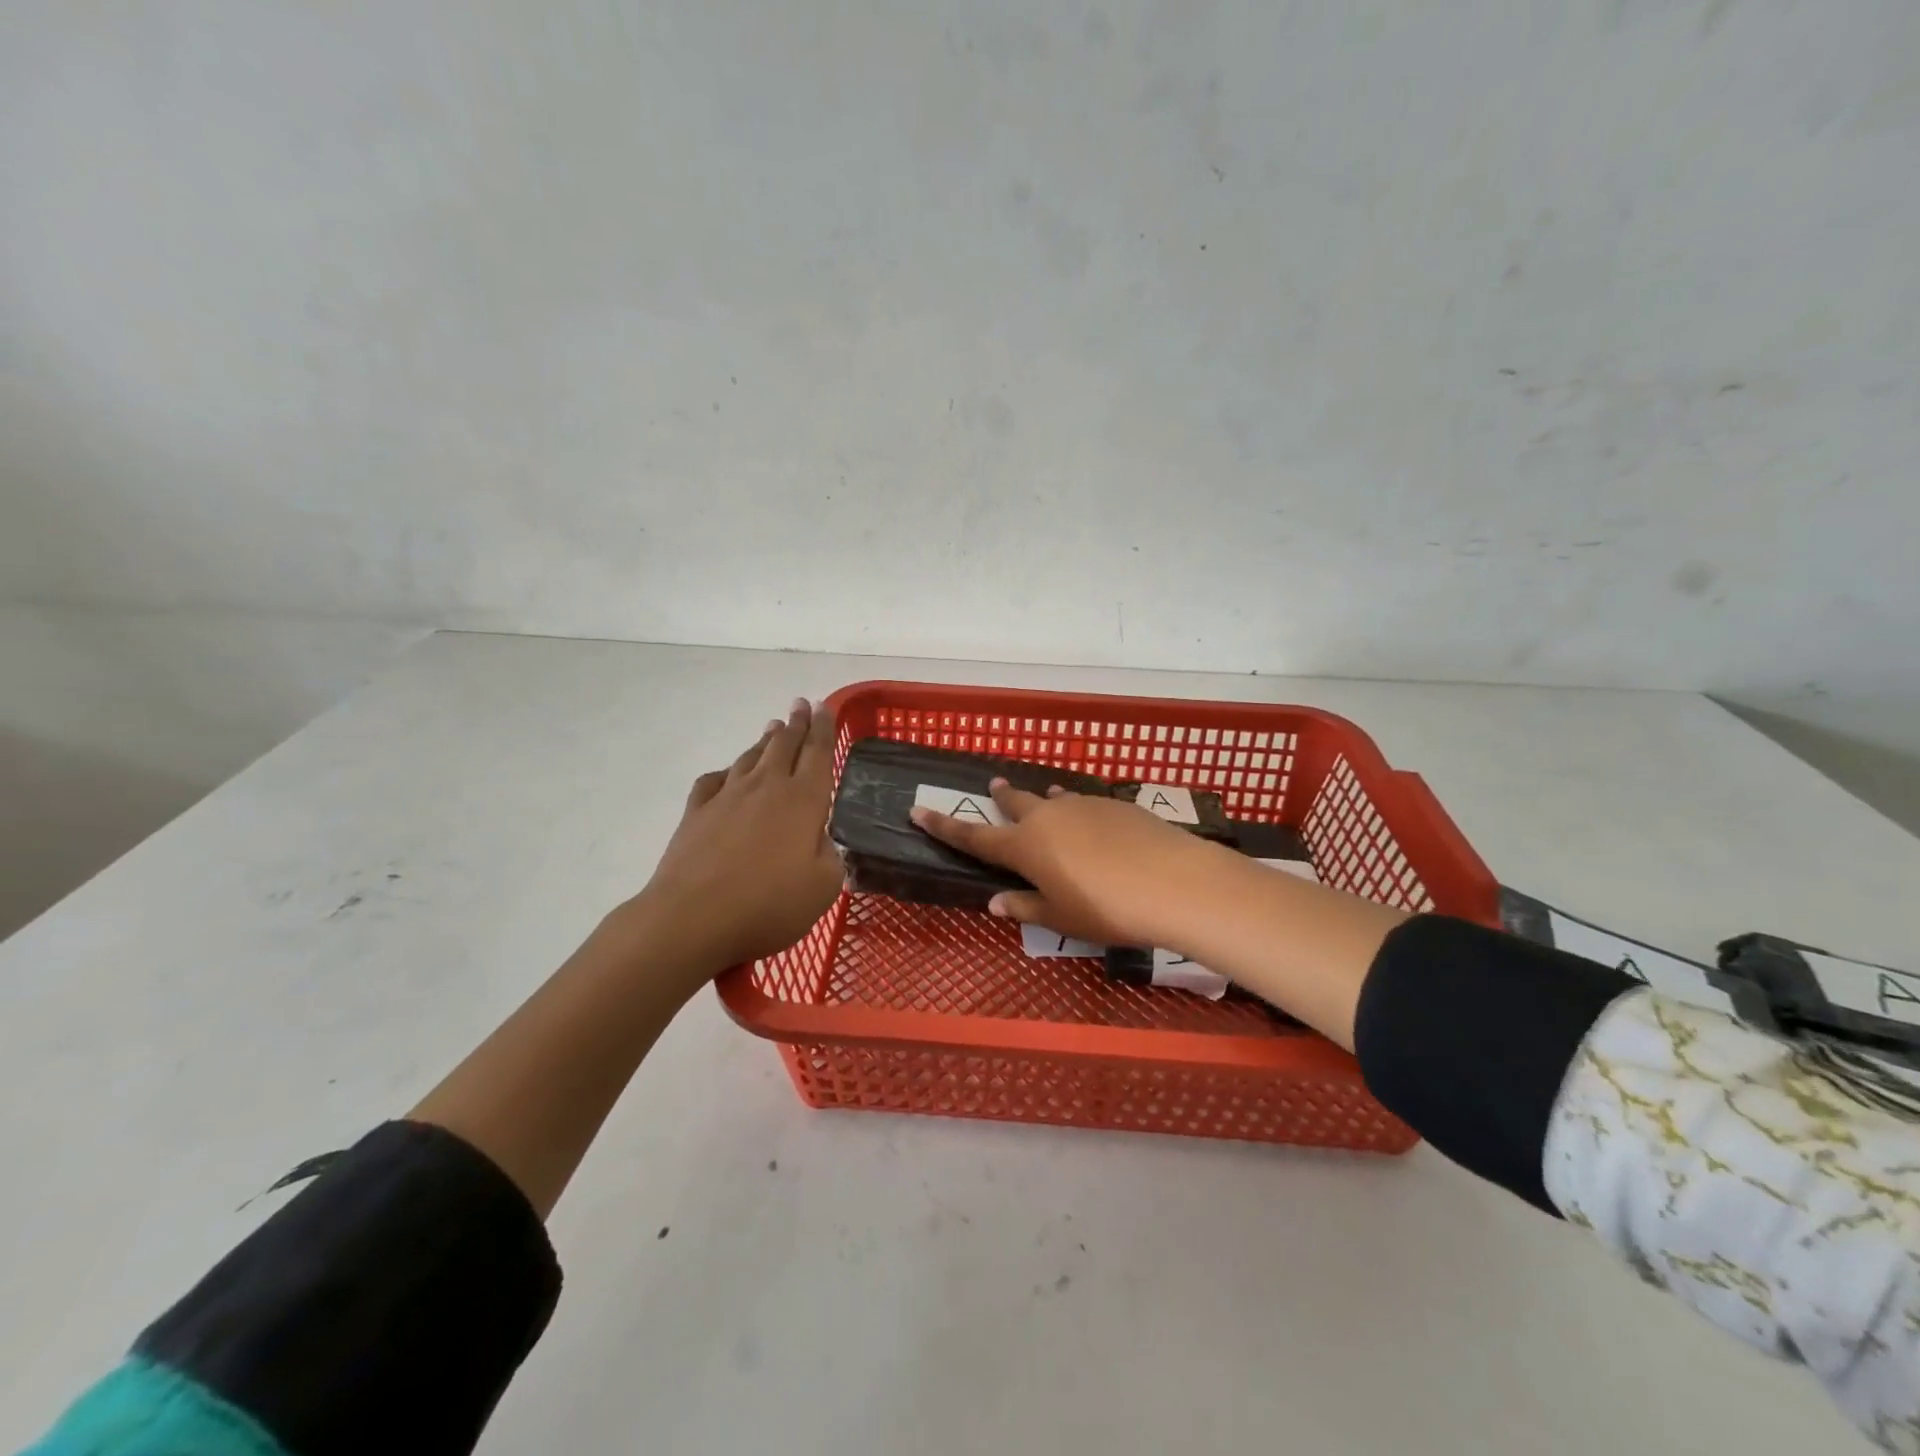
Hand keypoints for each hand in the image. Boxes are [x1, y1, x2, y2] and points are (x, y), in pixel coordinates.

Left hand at [623, 699, 842, 976]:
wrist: (692, 917)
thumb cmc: (768, 904)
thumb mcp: (823, 887)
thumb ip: (831, 857)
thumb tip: (821, 841)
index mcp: (804, 800)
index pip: (818, 753)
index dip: (824, 728)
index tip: (825, 706)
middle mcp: (767, 787)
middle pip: (784, 745)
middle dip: (796, 723)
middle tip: (801, 705)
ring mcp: (727, 797)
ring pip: (751, 757)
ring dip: (765, 741)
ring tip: (773, 728)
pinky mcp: (696, 813)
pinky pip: (714, 780)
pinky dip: (726, 772)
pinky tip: (727, 775)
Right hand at [911, 779, 1213, 947]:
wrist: (1172, 881)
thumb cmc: (1107, 909)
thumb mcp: (1060, 917)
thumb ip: (1026, 906)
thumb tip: (996, 902)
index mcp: (1024, 847)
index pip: (974, 837)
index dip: (944, 826)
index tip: (918, 810)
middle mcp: (1047, 818)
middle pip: (1014, 804)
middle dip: (1000, 798)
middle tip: (991, 787)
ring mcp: (1081, 805)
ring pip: (1051, 799)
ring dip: (1040, 798)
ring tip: (1039, 796)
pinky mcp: (1113, 804)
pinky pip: (1082, 802)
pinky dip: (1074, 807)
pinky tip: (1085, 814)